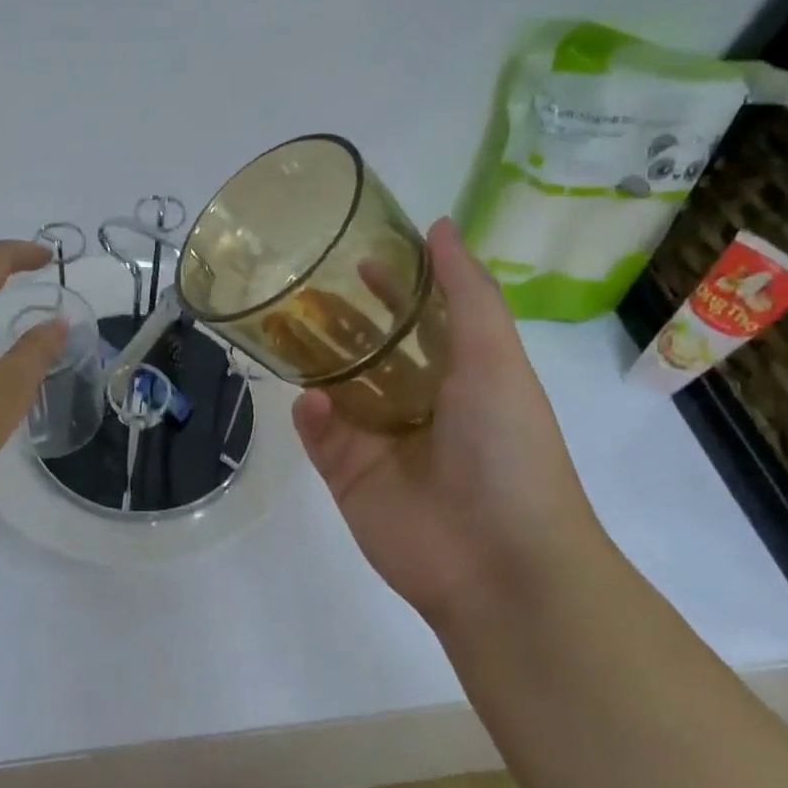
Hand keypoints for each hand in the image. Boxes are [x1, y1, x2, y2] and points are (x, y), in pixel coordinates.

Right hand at [292, 219, 606, 625]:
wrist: (500, 562)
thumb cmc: (507, 448)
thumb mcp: (496, 358)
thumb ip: (467, 291)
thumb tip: (441, 225)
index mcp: (457, 376)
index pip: (417, 320)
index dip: (392, 287)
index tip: (358, 256)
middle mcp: (416, 404)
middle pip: (367, 351)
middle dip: (338, 320)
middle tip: (299, 288)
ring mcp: (379, 442)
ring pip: (334, 389)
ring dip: (311, 360)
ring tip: (280, 326)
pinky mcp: (348, 476)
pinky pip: (319, 435)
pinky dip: (312, 415)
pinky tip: (312, 402)